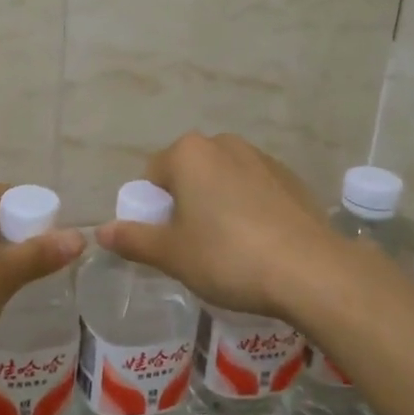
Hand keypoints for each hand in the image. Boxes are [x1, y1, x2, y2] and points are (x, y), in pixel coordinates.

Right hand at [97, 132, 342, 319]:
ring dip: (217, 206)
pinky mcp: (291, 179)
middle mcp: (224, 144)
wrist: (311, 270)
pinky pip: (255, 190)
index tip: (165, 243)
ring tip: (229, 249)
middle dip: (185, 205)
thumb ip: (134, 239)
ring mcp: (262, 159)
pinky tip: (260, 244)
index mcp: (189, 153)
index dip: (152, 211)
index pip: (153, 176)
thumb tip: (102, 232)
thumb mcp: (172, 254)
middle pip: (189, 174)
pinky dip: (249, 210)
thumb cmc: (228, 257)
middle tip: (193, 248)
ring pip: (223, 181)